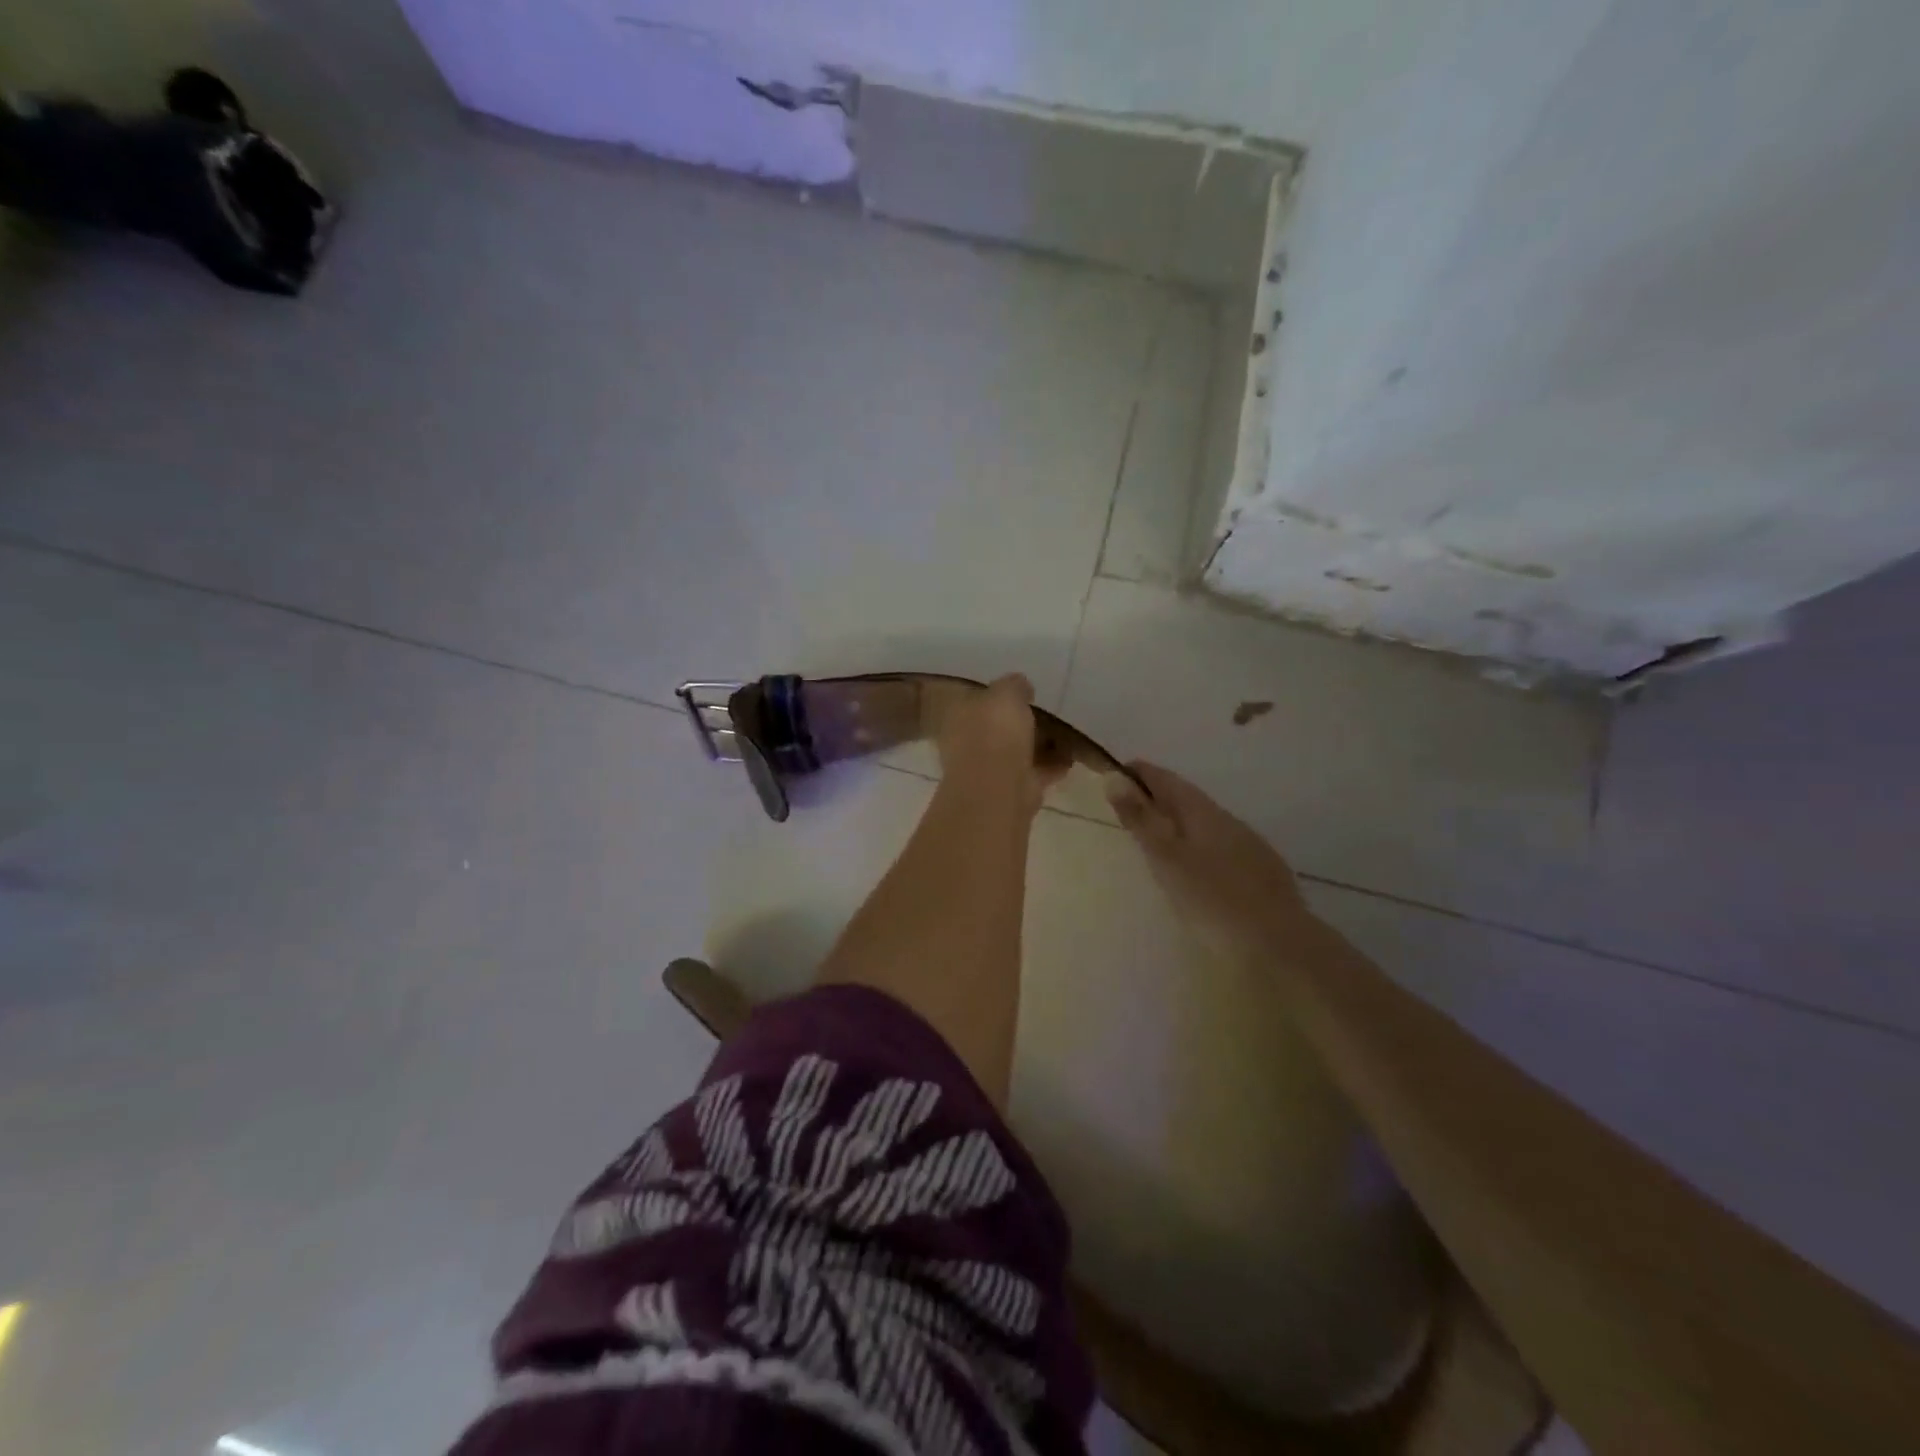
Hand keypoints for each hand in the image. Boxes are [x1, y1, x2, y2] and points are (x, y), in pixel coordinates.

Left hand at [935, 674, 1069, 812]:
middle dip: (1020, 722)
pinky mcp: (1010, 790)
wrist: (998, 788)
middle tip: (1048, 712)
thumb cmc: (995, 733)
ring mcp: (987, 769)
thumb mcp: (1006, 693)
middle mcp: (967, 742)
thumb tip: (1021, 686)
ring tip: (1066, 734)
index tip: (1023, 691)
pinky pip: (1033, 772)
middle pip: (997, 727)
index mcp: (958, 715)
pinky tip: (1069, 758)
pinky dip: (1050, 766)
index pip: (976, 699)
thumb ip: (1014, 685)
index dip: (998, 694)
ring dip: (1039, 745)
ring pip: (1016, 751)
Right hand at [1106, 761, 1313, 950]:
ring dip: (1183, 822)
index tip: (1118, 771)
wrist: (1280, 945)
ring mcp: (1251, 845)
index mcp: (1202, 812)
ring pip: (1208, 823)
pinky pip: (1224, 846)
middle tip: (1135, 804)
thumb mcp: (1166, 859)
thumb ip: (1141, 819)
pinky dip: (1202, 845)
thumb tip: (1114, 777)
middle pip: (1189, 799)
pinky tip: (1202, 866)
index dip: (1141, 773)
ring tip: (1162, 836)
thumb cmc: (1211, 900)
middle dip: (1161, 797)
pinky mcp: (1264, 871)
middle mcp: (1228, 820)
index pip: (1167, 780)